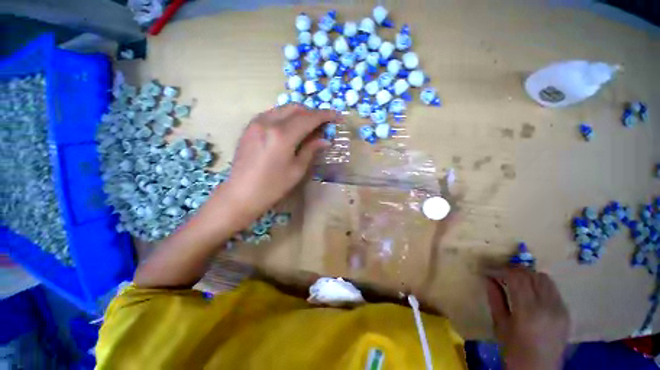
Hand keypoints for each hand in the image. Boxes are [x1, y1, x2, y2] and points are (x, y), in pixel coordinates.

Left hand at [222, 104, 338, 221]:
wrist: (241, 193)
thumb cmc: (273, 186)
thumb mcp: (297, 170)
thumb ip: (311, 150)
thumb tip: (325, 139)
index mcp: (282, 135)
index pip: (309, 118)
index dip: (325, 115)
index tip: (337, 116)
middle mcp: (268, 122)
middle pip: (296, 108)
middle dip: (312, 113)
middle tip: (322, 125)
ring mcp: (256, 122)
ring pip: (283, 109)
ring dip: (299, 114)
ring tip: (308, 127)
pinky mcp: (249, 127)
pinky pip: (272, 114)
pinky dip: (286, 117)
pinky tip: (290, 130)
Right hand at [485, 268, 569, 369]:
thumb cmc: (514, 351)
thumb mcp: (500, 325)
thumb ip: (495, 298)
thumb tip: (488, 278)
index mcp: (528, 310)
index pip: (517, 277)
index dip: (502, 269)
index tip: (491, 270)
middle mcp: (548, 306)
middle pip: (533, 274)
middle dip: (516, 271)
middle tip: (502, 274)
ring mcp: (560, 309)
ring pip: (545, 279)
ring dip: (529, 276)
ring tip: (517, 283)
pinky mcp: (566, 312)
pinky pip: (553, 290)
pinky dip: (539, 286)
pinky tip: (531, 294)